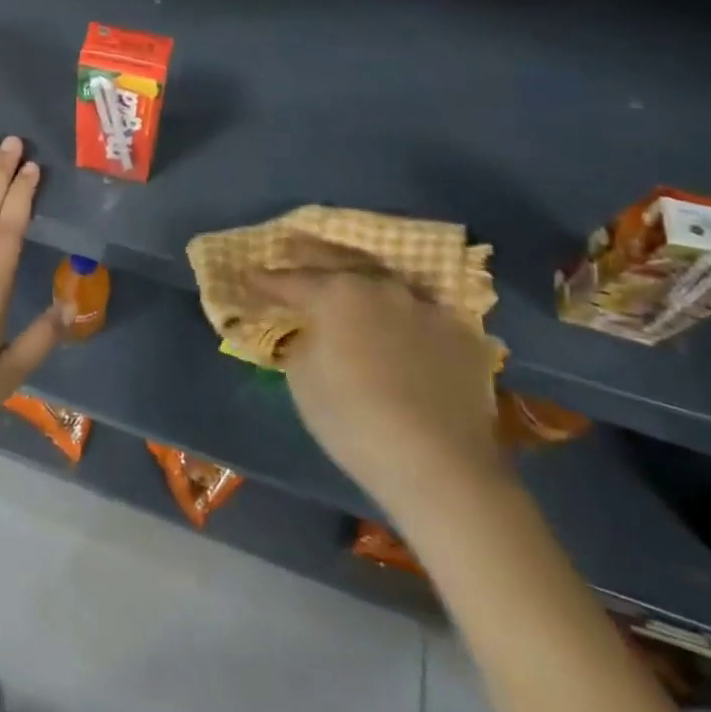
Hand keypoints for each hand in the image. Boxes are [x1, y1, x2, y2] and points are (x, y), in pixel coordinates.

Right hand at [252, 270, 505, 514]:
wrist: (440, 466)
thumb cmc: (354, 420)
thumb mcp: (303, 380)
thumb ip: (303, 342)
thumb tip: (313, 332)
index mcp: (336, 293)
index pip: (291, 280)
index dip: (267, 280)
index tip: (249, 278)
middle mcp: (381, 287)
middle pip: (339, 260)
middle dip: (310, 253)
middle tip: (290, 244)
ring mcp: (425, 307)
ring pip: (384, 280)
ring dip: (360, 278)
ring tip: (345, 277)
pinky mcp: (461, 335)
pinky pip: (421, 312)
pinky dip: (401, 312)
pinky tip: (397, 321)